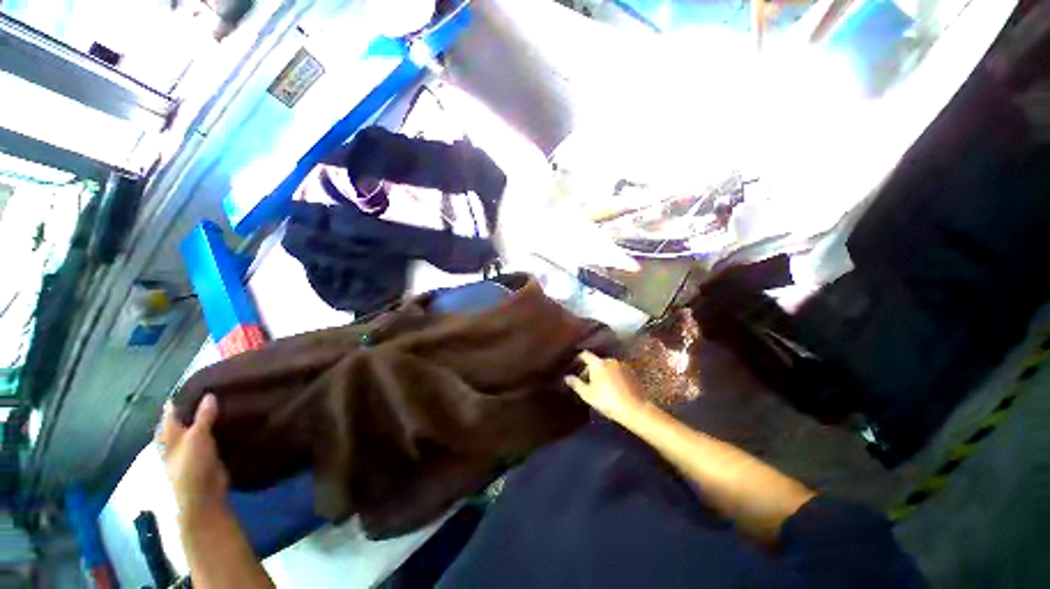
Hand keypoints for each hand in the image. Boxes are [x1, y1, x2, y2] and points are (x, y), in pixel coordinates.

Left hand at [156, 394, 228, 518]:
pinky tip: (234, 417)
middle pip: (187, 415)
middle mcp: (178, 437)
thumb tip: (209, 394)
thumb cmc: (191, 465)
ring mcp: (193, 445)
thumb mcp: (197, 438)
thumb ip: (203, 416)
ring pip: (202, 424)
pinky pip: (214, 433)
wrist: (203, 494)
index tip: (202, 379)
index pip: (173, 408)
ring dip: (212, 415)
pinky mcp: (208, 451)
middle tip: (221, 386)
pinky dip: (221, 425)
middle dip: (200, 403)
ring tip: (230, 398)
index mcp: (168, 432)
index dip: (184, 395)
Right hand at [565, 351, 647, 424]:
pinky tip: (612, 388)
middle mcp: (610, 360)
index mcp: (597, 363)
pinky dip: (613, 376)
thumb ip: (576, 384)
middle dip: (590, 369)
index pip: (585, 355)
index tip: (574, 364)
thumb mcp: (587, 394)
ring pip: (608, 366)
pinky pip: (617, 371)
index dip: (578, 358)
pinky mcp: (632, 373)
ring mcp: (622, 365)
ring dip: (602, 373)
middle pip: (597, 361)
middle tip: (586, 381)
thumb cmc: (607, 400)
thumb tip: (567, 377)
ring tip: (600, 385)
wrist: (635, 409)